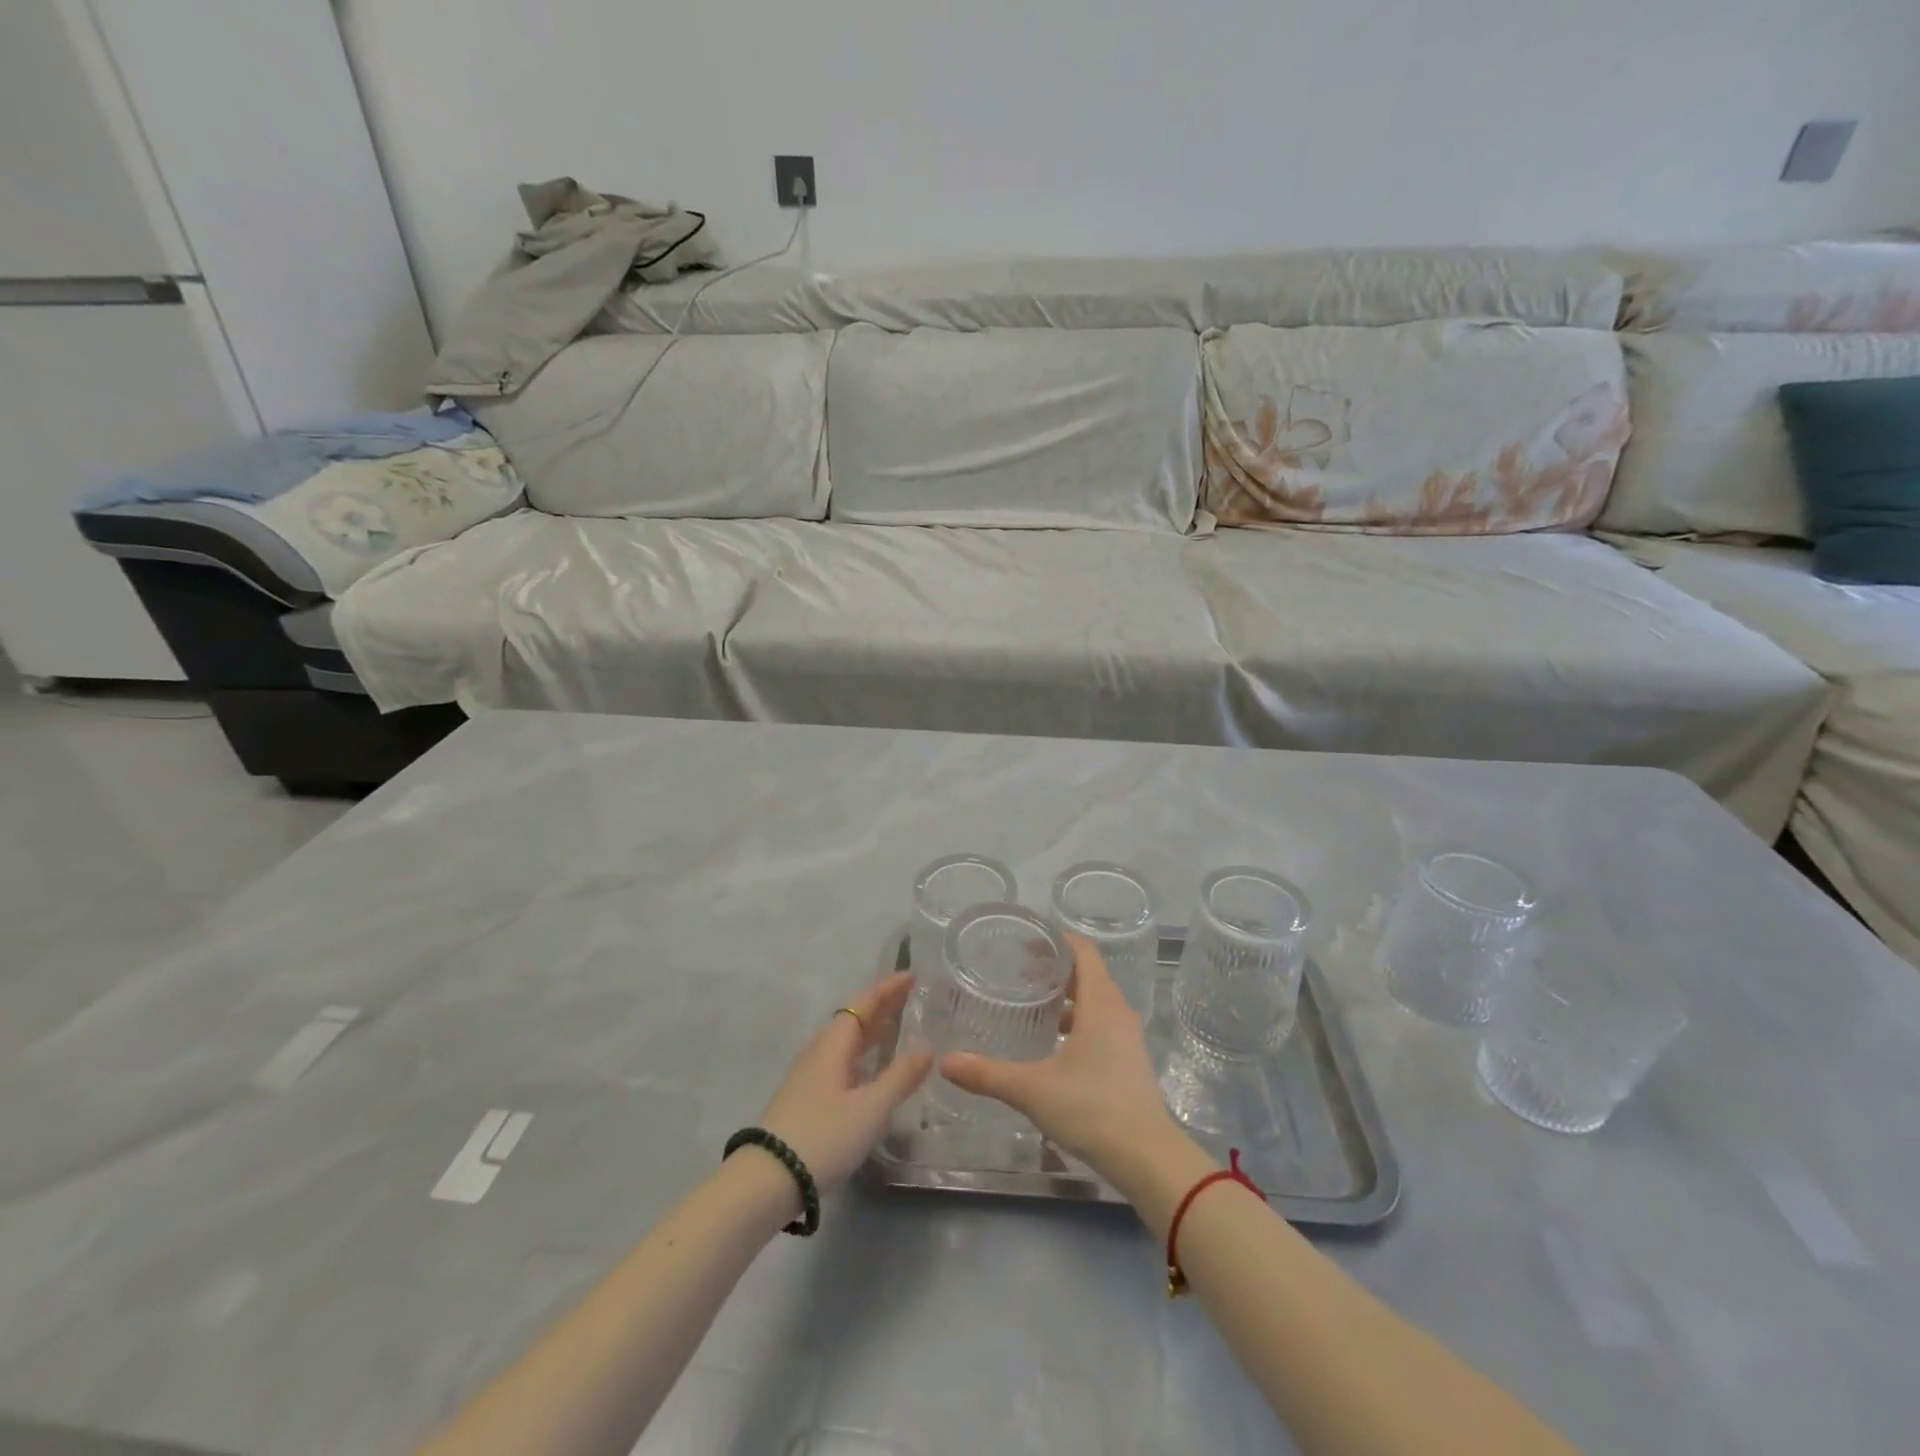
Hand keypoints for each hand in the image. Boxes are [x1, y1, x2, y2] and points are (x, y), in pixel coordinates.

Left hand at [757, 972, 932, 1194]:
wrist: (767, 1179)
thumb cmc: (824, 1135)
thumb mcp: (871, 1107)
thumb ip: (901, 1076)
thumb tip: (927, 1046)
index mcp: (834, 1043)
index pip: (864, 1003)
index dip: (888, 988)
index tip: (912, 976)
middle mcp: (820, 1051)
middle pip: (854, 1019)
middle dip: (882, 1007)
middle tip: (910, 998)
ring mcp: (810, 1075)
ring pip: (846, 1042)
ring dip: (871, 1031)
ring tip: (896, 1030)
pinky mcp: (806, 1098)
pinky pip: (841, 1061)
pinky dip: (862, 1055)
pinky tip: (872, 1072)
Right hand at [940, 935, 1180, 1183]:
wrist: (1147, 1157)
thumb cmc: (1091, 1108)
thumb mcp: (1032, 1089)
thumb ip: (988, 1073)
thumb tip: (945, 1062)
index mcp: (1100, 1003)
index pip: (1083, 951)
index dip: (1056, 940)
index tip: (1026, 941)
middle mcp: (1118, 1012)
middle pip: (1088, 974)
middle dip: (1055, 970)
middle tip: (1018, 972)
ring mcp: (1128, 1038)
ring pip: (1095, 1002)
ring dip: (1066, 999)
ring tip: (1031, 1007)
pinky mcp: (1129, 1062)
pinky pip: (1102, 1026)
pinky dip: (1077, 1023)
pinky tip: (1052, 1046)